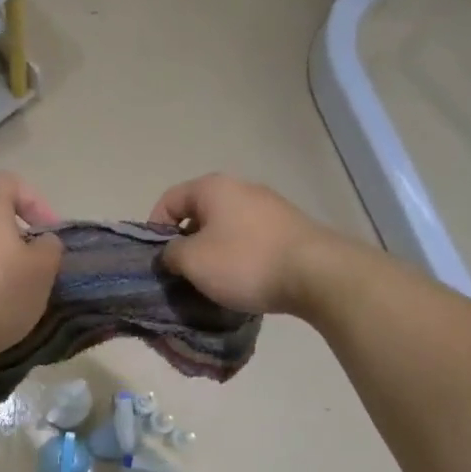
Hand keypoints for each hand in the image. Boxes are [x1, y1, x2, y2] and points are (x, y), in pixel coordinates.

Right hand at [150, 174, 339, 315]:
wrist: (316, 274)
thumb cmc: (244, 262)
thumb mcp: (193, 261)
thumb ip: (170, 254)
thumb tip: (172, 253)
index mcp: (213, 188)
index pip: (169, 200)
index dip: (154, 229)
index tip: (156, 260)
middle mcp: (241, 189)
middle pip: (199, 214)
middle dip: (186, 244)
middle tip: (181, 274)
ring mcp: (269, 208)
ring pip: (225, 230)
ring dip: (213, 254)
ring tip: (212, 283)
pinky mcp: (289, 230)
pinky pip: (250, 241)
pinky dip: (239, 259)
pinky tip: (243, 282)